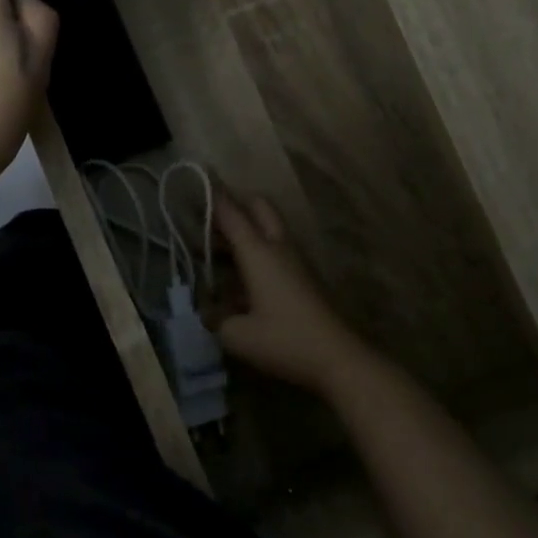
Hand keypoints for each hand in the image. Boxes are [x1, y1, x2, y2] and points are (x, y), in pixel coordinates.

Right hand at [214, 192, 375, 398]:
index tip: (198, 179)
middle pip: (260, 208)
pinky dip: (256, 251)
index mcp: (258, 253)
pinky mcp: (303, 278)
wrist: (338, 358)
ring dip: (245, 230)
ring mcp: (295, 262)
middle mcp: (278, 248)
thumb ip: (215, 319)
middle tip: (210, 218)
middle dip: (236, 204)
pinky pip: (275, 250)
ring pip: (269, 228)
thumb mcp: (237, 335)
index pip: (231, 214)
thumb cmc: (284, 341)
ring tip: (217, 249)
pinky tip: (239, 278)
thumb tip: (207, 311)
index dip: (214, 197)